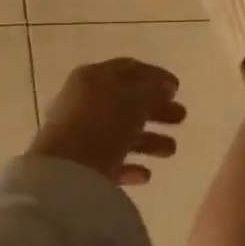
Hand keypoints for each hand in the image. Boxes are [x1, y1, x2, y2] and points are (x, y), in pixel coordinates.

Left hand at [29, 58, 185, 185]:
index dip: (156, 76)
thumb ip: (155, 89)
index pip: (130, 69)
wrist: (62, 175)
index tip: (178, 88)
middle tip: (181, 117)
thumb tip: (167, 85)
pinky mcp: (78, 166)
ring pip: (121, 132)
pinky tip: (146, 174)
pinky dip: (129, 164)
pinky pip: (109, 160)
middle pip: (127, 102)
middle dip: (157, 110)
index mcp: (94, 78)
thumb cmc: (102, 125)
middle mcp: (84, 102)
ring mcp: (79, 135)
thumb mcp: (135, 100)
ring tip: (171, 150)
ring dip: (149, 140)